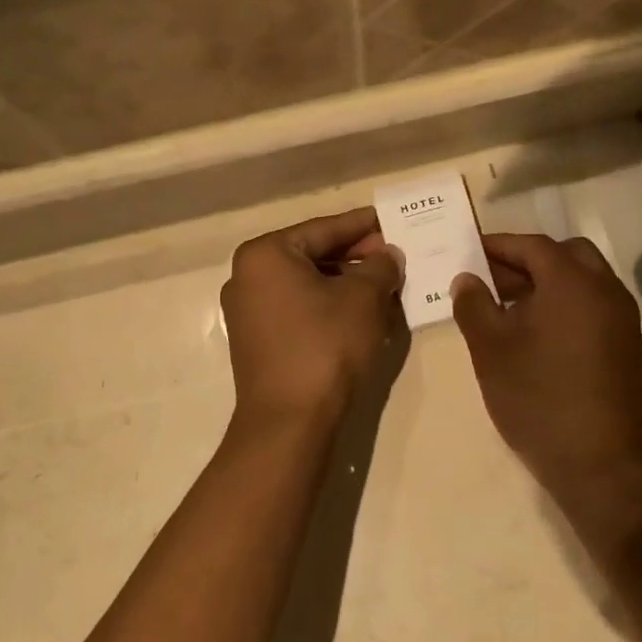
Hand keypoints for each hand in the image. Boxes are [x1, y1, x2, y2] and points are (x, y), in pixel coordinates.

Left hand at [221, 208, 403, 428]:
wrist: (290, 422)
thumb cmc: (326, 346)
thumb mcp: (364, 298)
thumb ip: (380, 267)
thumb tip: (387, 256)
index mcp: (265, 255)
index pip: (323, 229)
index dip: (362, 225)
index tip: (391, 219)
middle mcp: (247, 277)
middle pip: (312, 255)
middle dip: (355, 256)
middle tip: (394, 255)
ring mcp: (248, 312)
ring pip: (307, 284)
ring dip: (346, 283)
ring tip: (385, 284)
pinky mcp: (257, 342)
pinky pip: (298, 309)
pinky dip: (329, 306)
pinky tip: (362, 312)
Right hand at [452, 234, 641, 550]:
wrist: (599, 464)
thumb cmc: (537, 398)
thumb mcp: (490, 349)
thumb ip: (473, 304)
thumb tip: (467, 279)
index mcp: (572, 281)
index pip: (532, 245)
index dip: (497, 245)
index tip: (469, 252)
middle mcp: (605, 289)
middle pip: (564, 255)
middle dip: (526, 261)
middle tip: (491, 281)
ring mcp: (622, 318)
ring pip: (582, 279)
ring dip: (546, 282)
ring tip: (508, 310)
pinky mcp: (627, 344)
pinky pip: (593, 305)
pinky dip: (565, 304)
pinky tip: (536, 334)